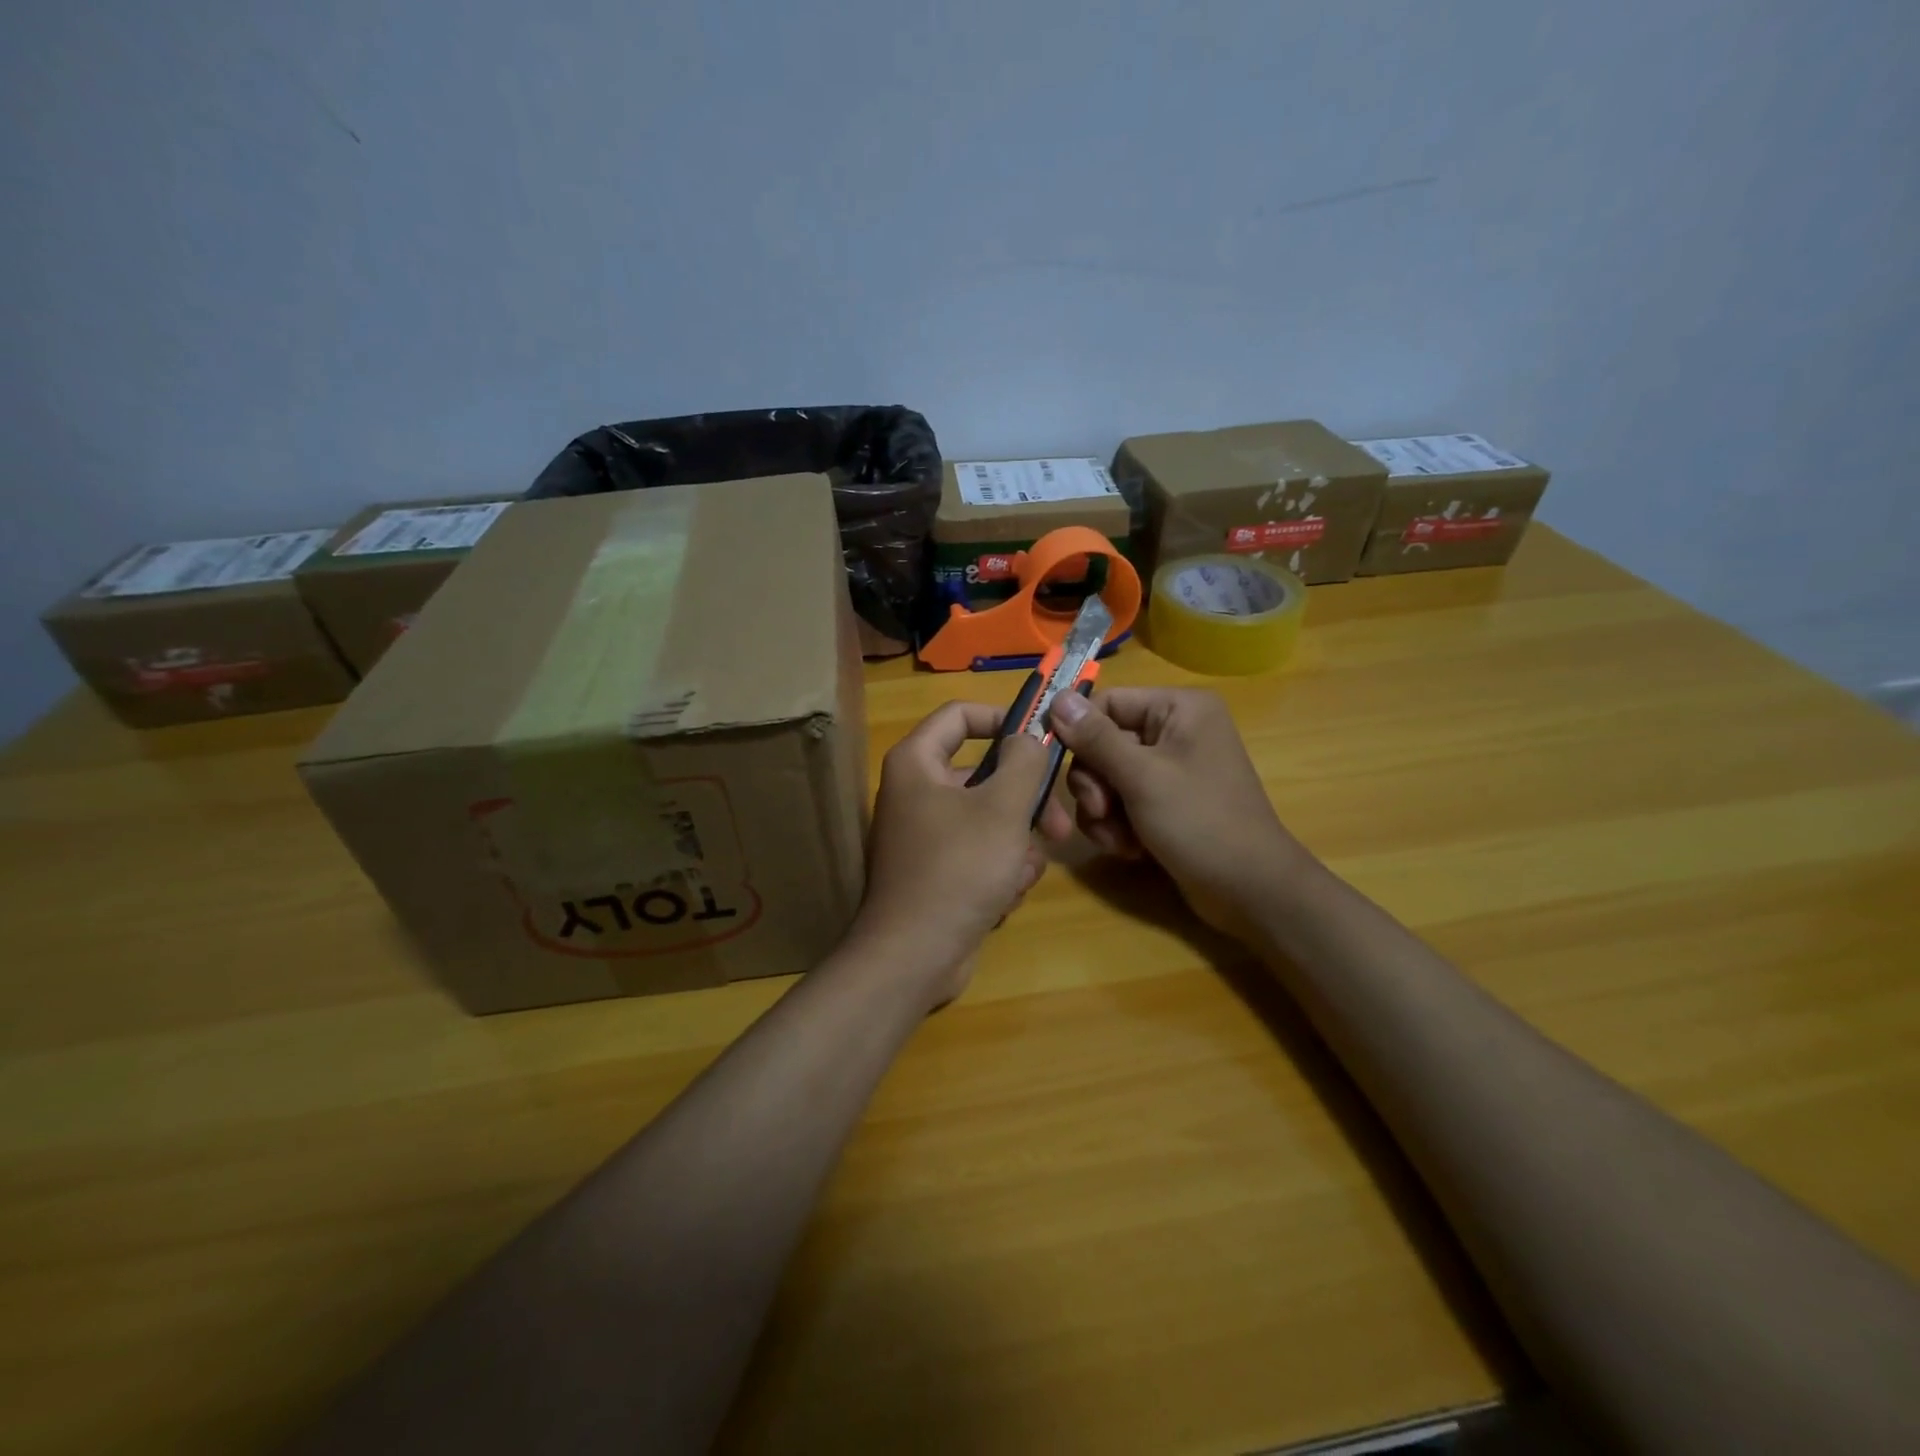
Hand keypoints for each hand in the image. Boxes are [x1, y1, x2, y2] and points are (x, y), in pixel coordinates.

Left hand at [853, 702, 1073, 1007]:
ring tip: (1020, 873)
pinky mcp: (938, 872)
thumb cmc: (959, 869)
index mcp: (917, 763)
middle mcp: (916, 792)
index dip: (1002, 718)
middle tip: (1060, 826)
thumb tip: (1027, 736)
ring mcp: (926, 835)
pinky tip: (1004, 897)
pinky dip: (998, 871)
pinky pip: (980, 854)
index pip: (959, 715)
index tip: (1042, 737)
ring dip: (1016, 845)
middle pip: (984, 774)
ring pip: (989, 819)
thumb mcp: (1003, 808)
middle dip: (1026, 802)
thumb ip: (1023, 762)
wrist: (915, 956)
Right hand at [1049, 688, 1312, 940]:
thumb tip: (1057, 698)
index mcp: (1179, 709)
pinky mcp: (1165, 802)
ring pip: (1107, 778)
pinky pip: (1122, 802)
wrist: (1248, 890)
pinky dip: (1118, 825)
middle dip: (1095, 784)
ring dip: (1103, 811)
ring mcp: (1170, 769)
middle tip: (1101, 810)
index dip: (1078, 733)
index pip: (1107, 703)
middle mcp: (1174, 730)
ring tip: (1120, 839)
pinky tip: (1131, 849)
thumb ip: (1095, 738)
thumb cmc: (1200, 822)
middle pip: (1102, 743)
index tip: (1053, 762)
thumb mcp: (1141, 778)